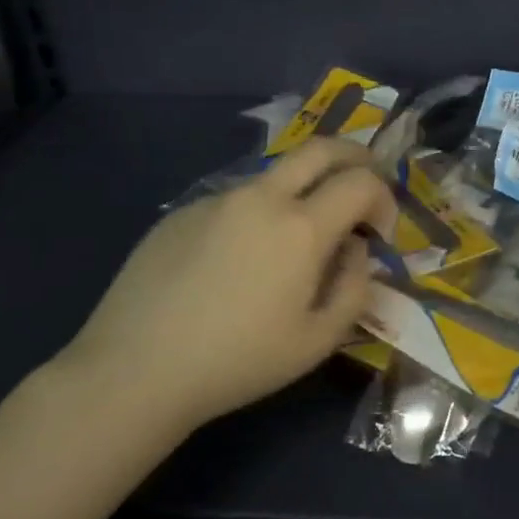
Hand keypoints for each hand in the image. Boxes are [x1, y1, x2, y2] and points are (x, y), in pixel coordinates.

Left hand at [57, 140, 397, 430]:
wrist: (134, 370)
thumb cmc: (238, 362)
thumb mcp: (318, 340)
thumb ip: (354, 287)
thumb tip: (356, 250)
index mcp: (301, 227)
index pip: (362, 182)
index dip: (384, 200)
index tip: (379, 234)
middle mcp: (262, 198)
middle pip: (321, 148)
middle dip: (355, 158)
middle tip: (363, 186)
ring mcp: (218, 200)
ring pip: (277, 174)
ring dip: (305, 190)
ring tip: (297, 240)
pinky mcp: (183, 212)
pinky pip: (237, 200)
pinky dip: (260, 214)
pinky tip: (239, 262)